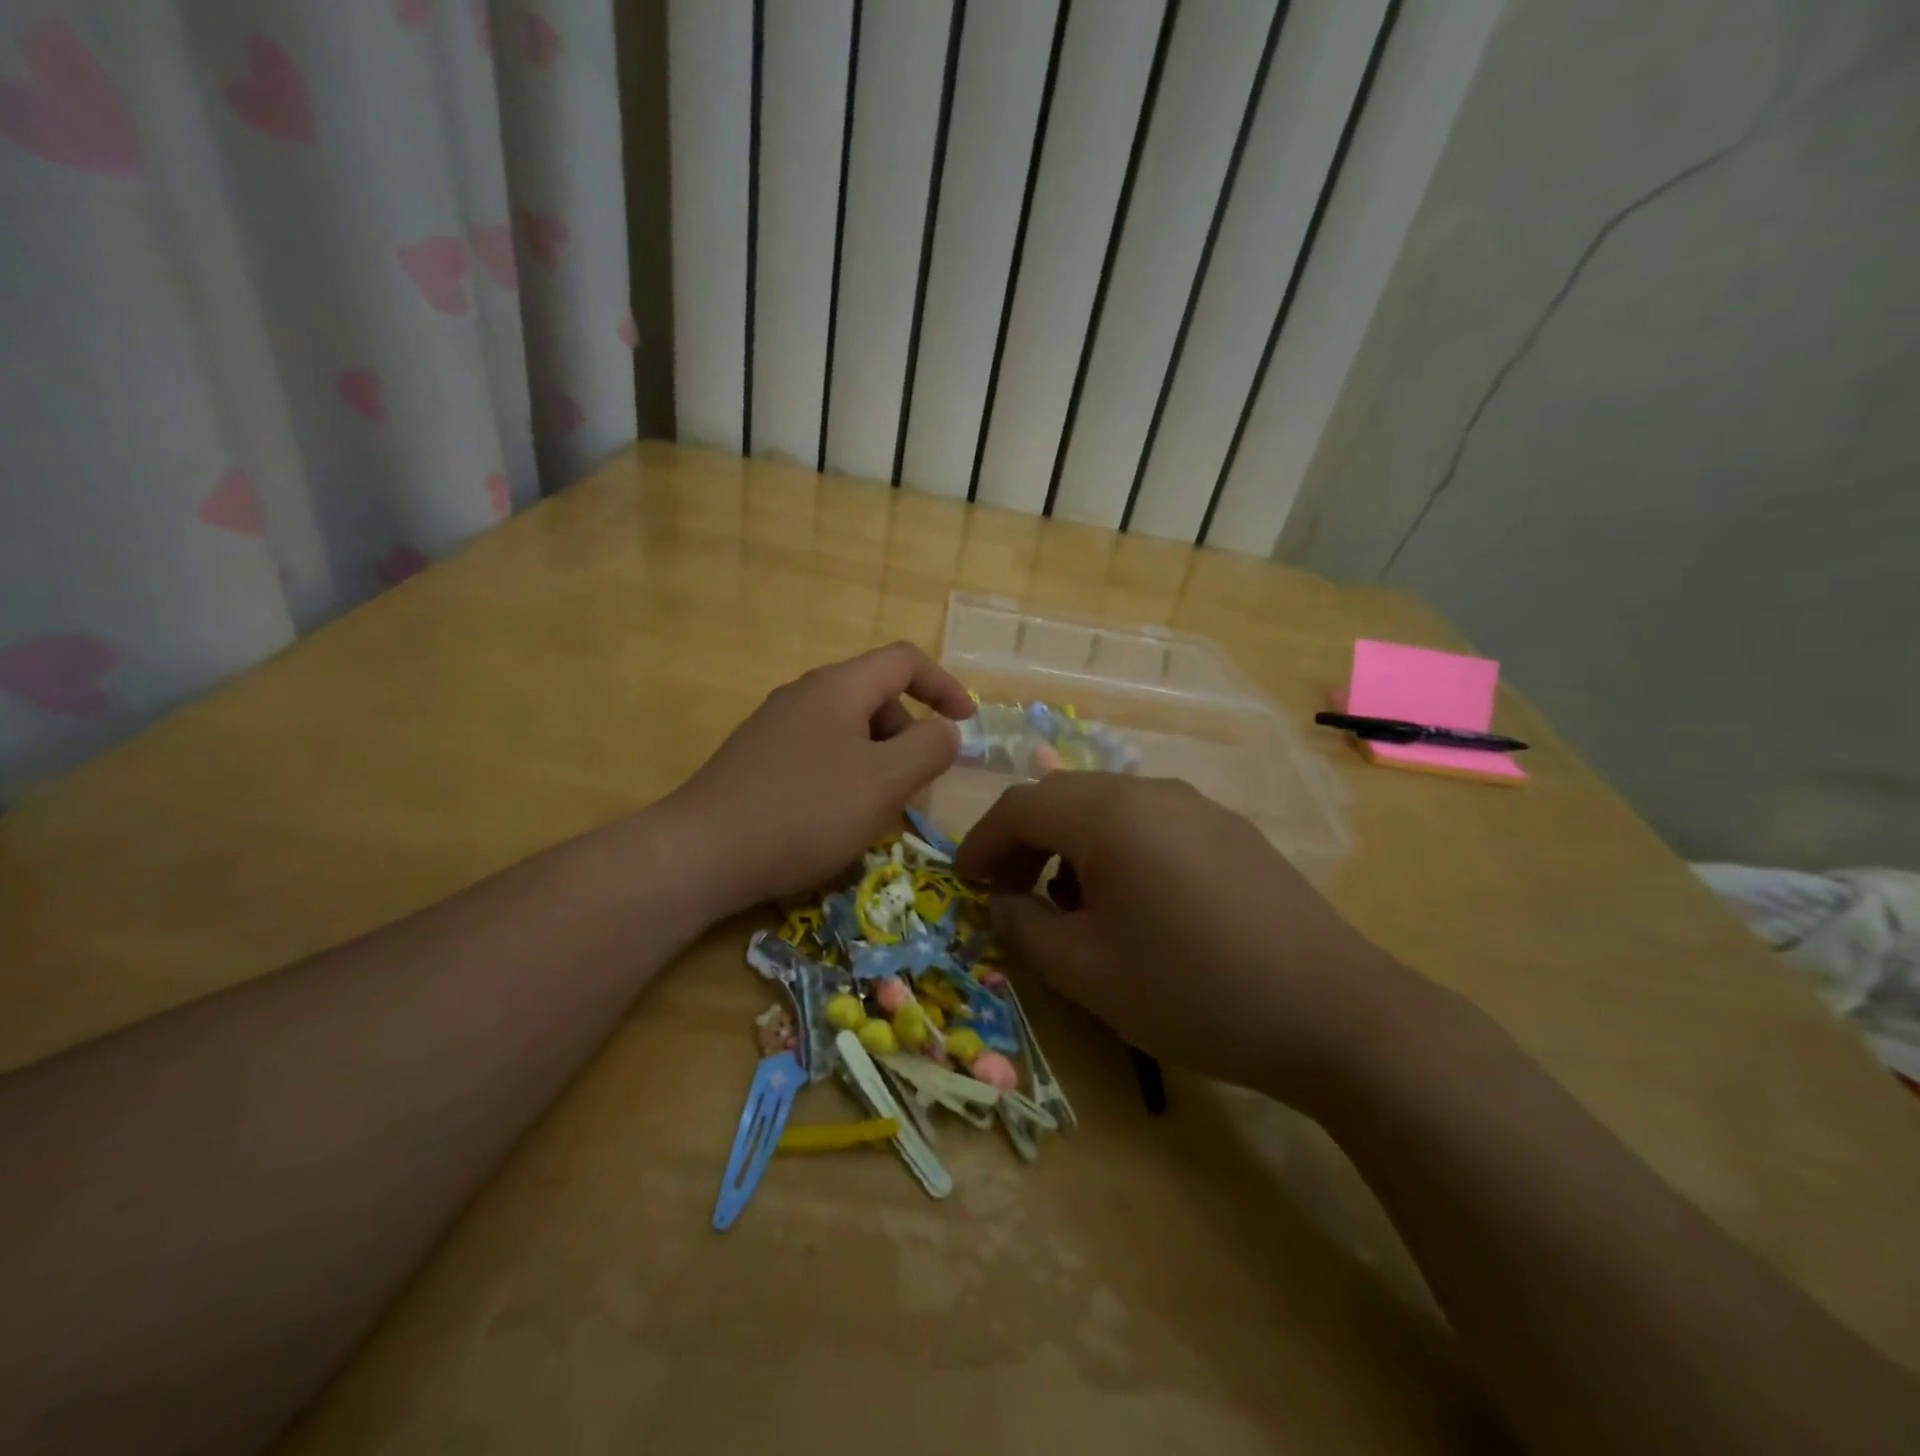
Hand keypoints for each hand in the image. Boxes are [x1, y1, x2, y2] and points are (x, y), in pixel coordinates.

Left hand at [665, 643, 973, 917]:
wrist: (701, 853)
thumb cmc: (805, 811)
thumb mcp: (884, 781)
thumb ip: (929, 749)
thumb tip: (947, 732)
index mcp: (838, 687)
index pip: (904, 661)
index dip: (944, 685)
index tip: (966, 724)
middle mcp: (804, 694)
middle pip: (875, 695)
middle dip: (909, 732)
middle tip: (916, 783)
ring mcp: (775, 727)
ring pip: (847, 728)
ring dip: (878, 758)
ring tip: (877, 808)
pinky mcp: (757, 759)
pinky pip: (819, 752)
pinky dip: (846, 773)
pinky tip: (835, 818)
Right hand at [954, 773, 1427, 1104]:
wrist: (1333, 1012)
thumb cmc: (1191, 989)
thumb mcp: (1086, 971)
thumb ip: (1024, 928)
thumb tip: (1003, 902)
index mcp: (1108, 813)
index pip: (1021, 806)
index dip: (981, 842)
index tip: (965, 884)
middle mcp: (1152, 791)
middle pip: (1063, 798)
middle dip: (1023, 842)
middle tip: (1008, 893)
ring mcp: (1198, 806)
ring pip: (1108, 808)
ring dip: (1071, 845)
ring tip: (1069, 904)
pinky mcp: (1231, 831)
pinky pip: (1151, 823)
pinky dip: (1117, 850)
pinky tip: (1133, 902)